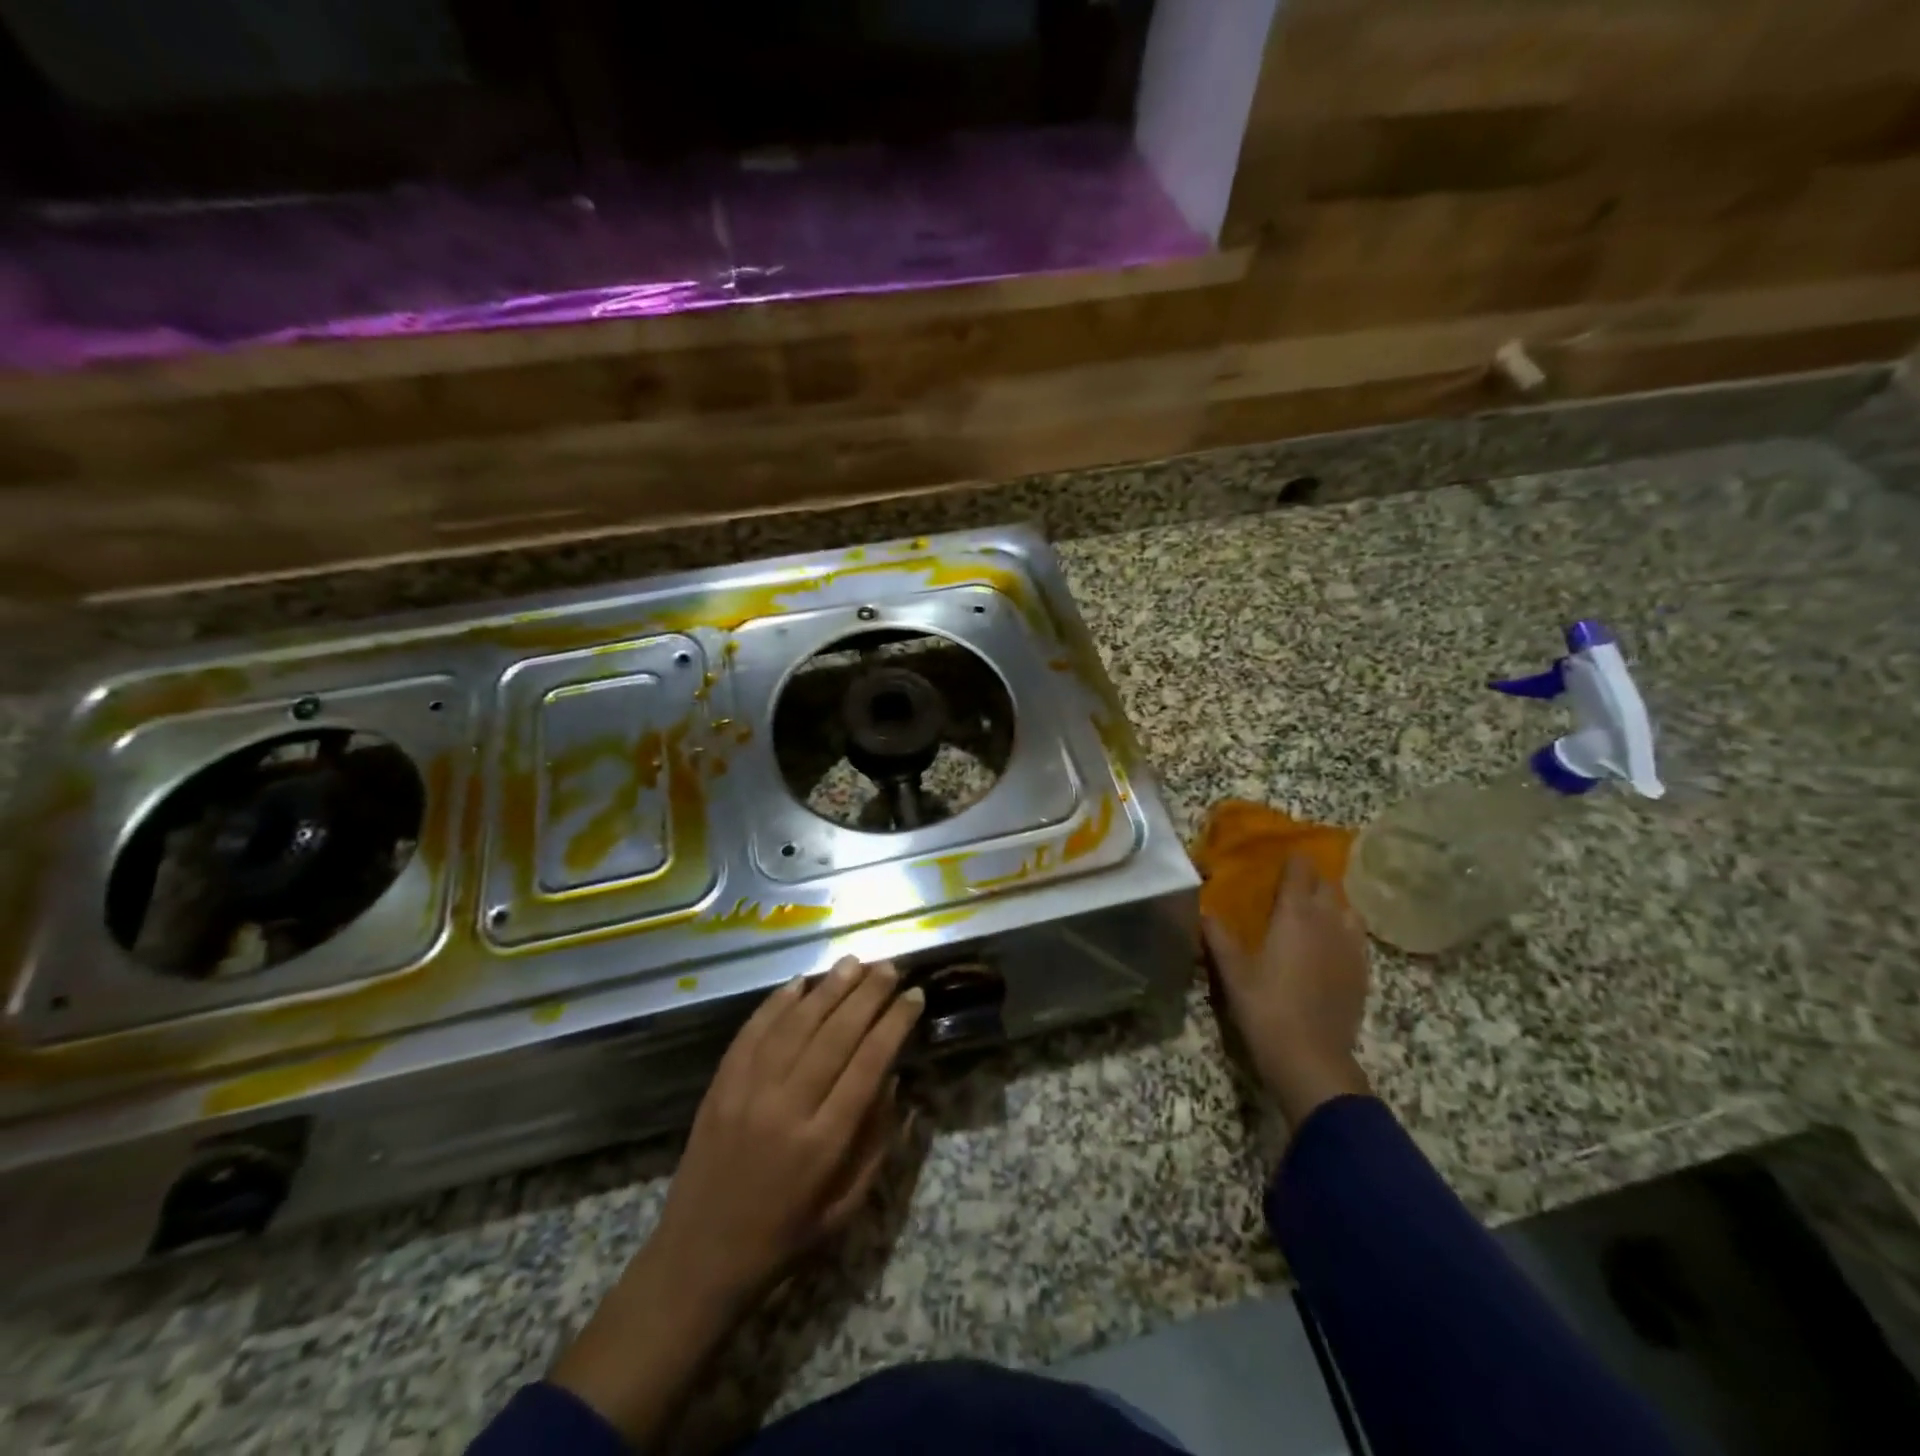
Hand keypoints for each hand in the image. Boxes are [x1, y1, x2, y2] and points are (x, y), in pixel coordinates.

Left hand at [650, 955, 924, 1302]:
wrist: (698, 1259)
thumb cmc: (784, 1238)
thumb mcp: (845, 1208)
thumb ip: (875, 1142)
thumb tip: (895, 1079)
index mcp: (823, 1143)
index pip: (868, 1064)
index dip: (895, 1024)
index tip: (915, 996)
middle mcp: (787, 1107)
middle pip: (835, 1035)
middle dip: (867, 995)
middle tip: (890, 967)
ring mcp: (748, 1092)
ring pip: (795, 1025)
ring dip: (828, 989)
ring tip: (854, 962)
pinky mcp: (720, 1086)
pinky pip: (752, 1032)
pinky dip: (777, 1003)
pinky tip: (800, 982)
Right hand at [1202, 854, 1372, 1125]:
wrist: (1311, 1059)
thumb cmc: (1265, 1007)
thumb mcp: (1231, 971)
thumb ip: (1217, 935)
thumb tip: (1202, 908)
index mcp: (1295, 915)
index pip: (1300, 872)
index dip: (1292, 859)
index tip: (1280, 855)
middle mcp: (1328, 922)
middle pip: (1327, 885)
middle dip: (1311, 877)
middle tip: (1290, 880)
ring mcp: (1350, 947)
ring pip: (1347, 909)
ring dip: (1331, 901)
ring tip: (1313, 907)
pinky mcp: (1362, 972)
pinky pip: (1357, 936)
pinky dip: (1344, 927)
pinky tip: (1331, 941)